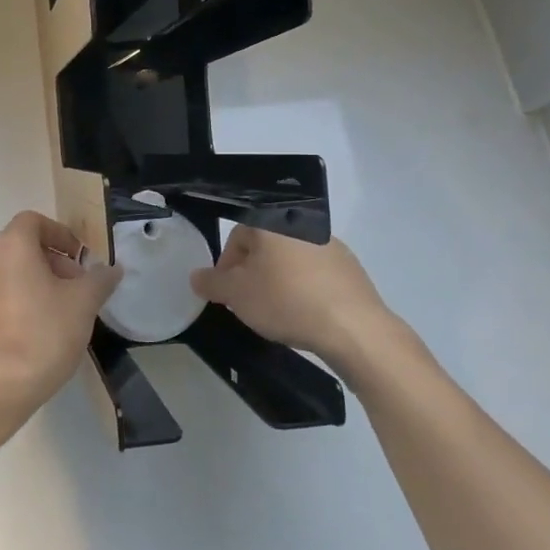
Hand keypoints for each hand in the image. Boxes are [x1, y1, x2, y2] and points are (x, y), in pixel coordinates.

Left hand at [0, 211, 121, 403]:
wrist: (1, 383)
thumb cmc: (45, 331)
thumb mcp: (84, 302)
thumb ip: (100, 279)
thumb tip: (112, 269)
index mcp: (11, 246)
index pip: (33, 221)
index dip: (60, 234)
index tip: (79, 258)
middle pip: (23, 246)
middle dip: (54, 260)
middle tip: (78, 286)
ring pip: (12, 271)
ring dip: (38, 280)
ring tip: (64, 309)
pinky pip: (1, 295)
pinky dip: (22, 299)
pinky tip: (41, 328)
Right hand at [191, 227, 395, 365]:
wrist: (352, 326)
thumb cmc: (285, 301)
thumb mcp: (236, 295)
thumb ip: (211, 282)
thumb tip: (197, 276)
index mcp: (271, 223)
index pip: (237, 236)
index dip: (226, 266)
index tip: (228, 293)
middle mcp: (301, 224)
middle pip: (265, 247)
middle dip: (253, 273)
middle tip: (249, 303)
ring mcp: (330, 244)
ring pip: (290, 260)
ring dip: (279, 280)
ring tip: (277, 311)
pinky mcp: (351, 267)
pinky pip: (316, 273)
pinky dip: (305, 288)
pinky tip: (305, 313)